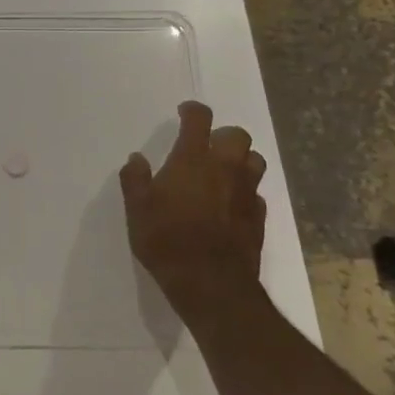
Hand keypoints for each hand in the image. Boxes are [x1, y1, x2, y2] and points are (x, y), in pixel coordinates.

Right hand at [120, 101, 267, 315]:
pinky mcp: (259, 218)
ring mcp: (246, 193)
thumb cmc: (167, 239)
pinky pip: (256, 194)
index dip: (193, 111)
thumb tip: (137, 159)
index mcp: (193, 159)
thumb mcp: (137, 208)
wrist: (211, 284)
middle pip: (238, 135)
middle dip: (223, 136)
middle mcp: (225, 168)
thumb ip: (135, 179)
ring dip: (241, 161)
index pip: (199, 119)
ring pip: (254, 161)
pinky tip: (230, 205)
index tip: (185, 112)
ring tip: (223, 172)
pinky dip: (245, 192)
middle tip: (206, 147)